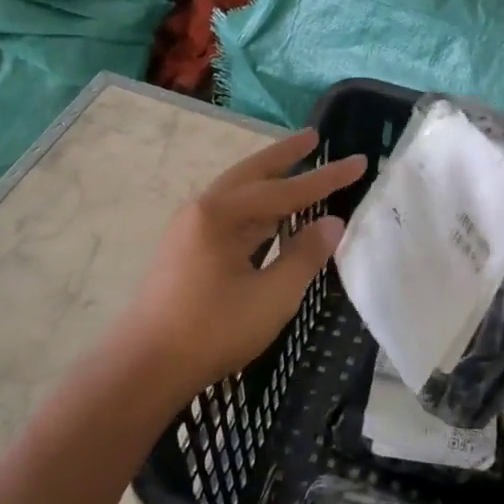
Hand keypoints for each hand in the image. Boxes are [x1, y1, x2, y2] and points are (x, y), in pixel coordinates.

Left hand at [114, 128, 365, 400]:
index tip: (359, 161)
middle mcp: (202, 210)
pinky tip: (268, 216)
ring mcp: (189, 230)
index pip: (286, 190)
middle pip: (252, 174)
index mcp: (221, 214)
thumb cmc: (211, 330)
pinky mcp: (186, 250)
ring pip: (237, 193)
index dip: (326, 178)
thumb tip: (332, 224)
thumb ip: (304, 256)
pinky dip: (255, 207)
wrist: (144, 367)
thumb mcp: (271, 297)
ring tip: (295, 166)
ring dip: (268, 179)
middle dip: (284, 156)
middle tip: (312, 137)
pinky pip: (229, 215)